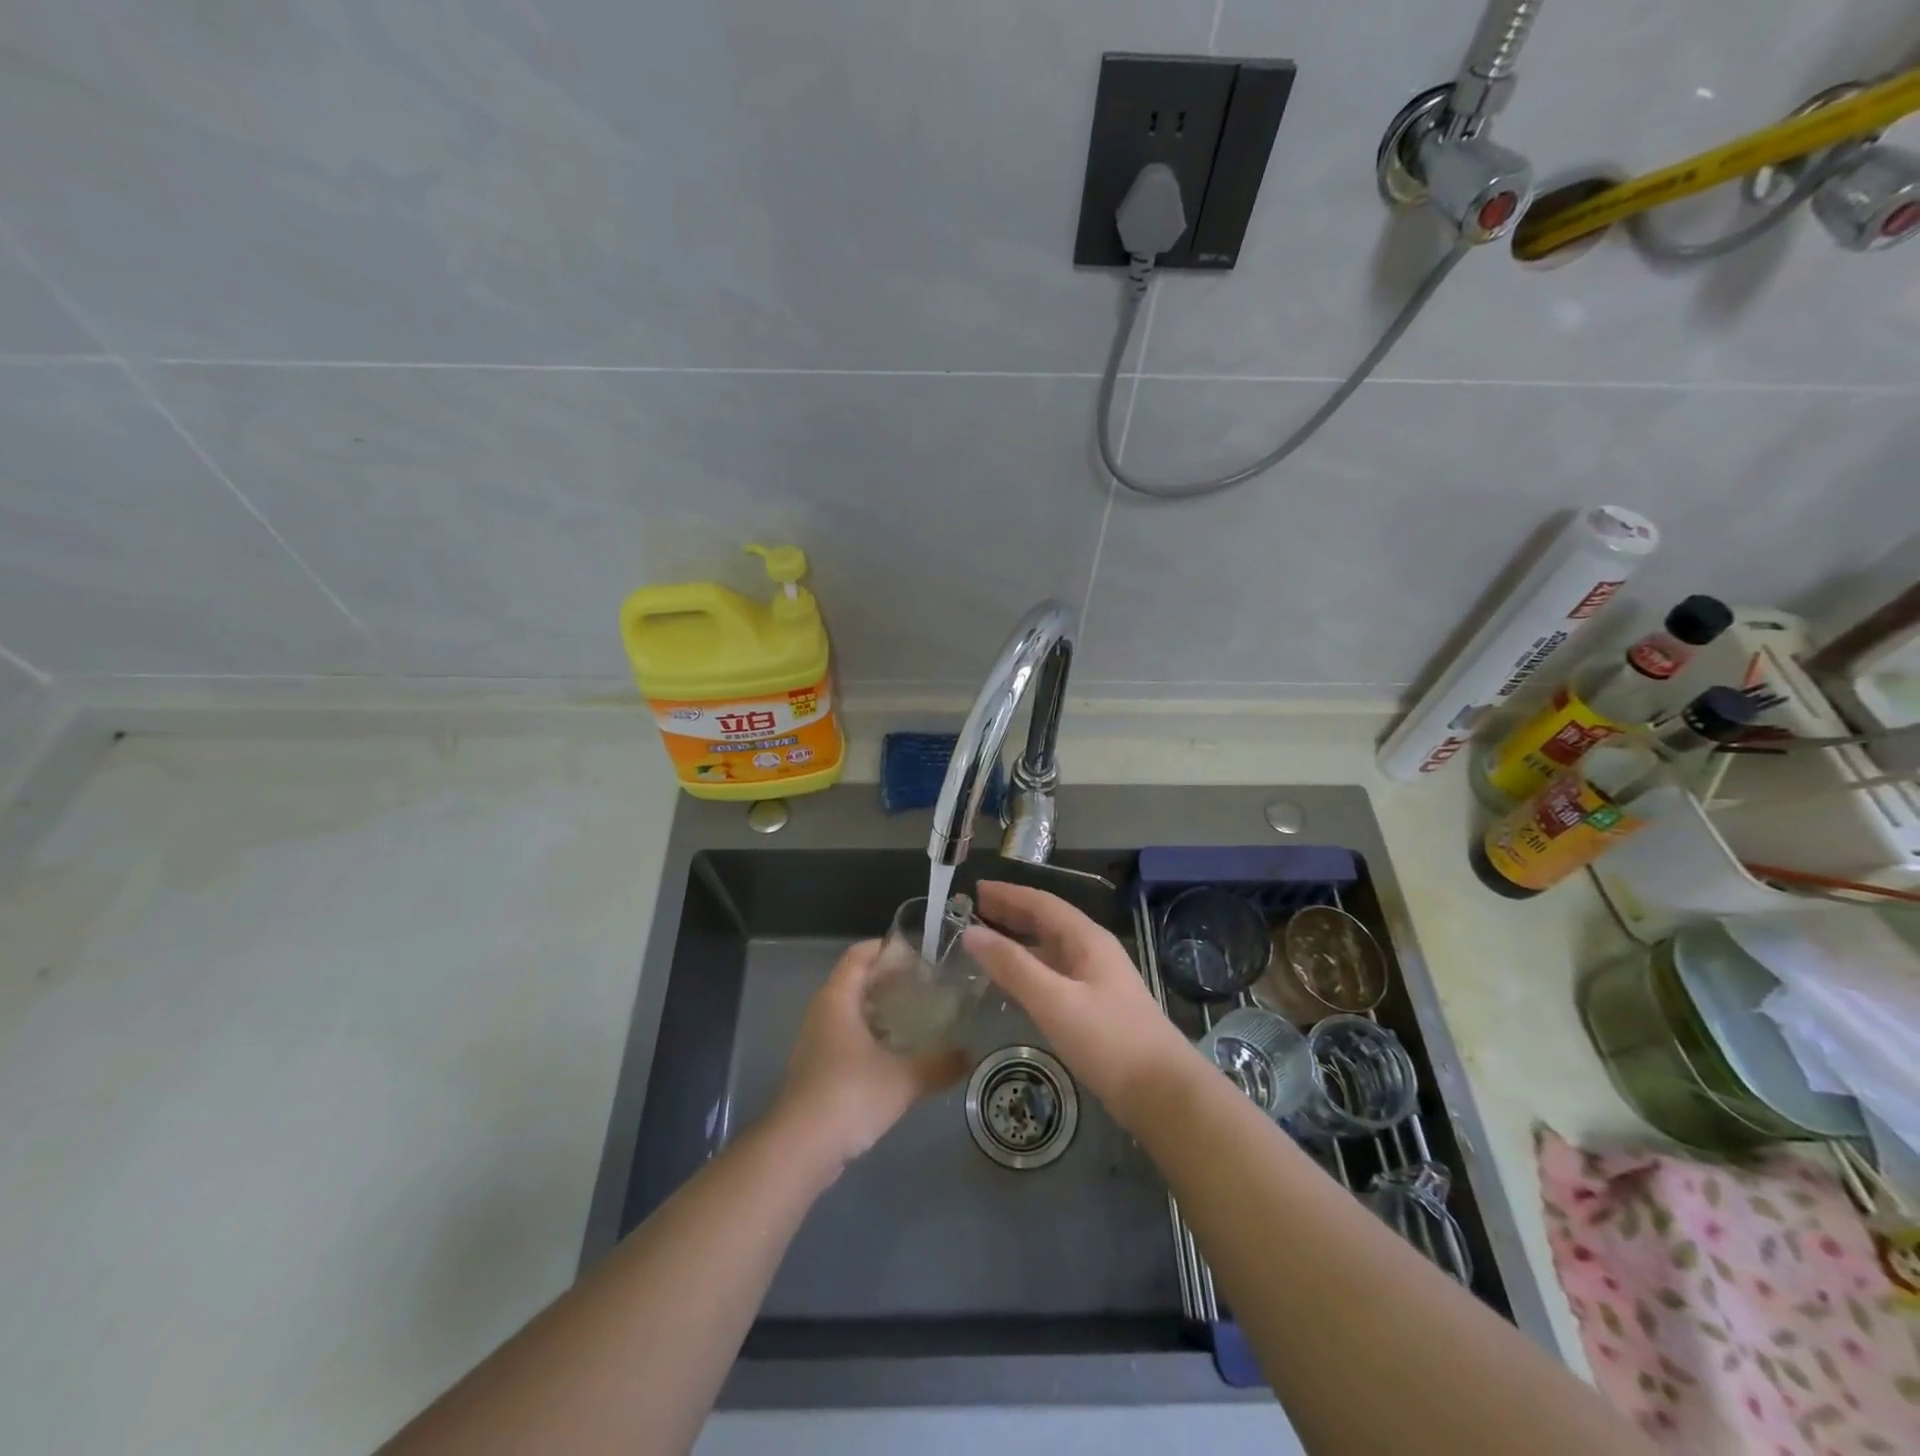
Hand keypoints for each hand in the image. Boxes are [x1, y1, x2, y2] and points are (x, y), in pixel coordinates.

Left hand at [774, 940, 967, 1172]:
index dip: (887, 949)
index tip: (920, 956)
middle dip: (890, 980)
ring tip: (918, 1017)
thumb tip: (969, 1055)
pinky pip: (847, 1037)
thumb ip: (939, 1065)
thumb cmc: (849, 1096)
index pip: (860, 955)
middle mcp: (822, 1012)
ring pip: (851, 1011)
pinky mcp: (817, 1069)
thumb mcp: (903, 1079)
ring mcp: (816, 1041)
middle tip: (927, 986)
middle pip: (856, 980)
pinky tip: (897, 1054)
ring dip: (881, 1010)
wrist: (800, 1149)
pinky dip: (871, 1036)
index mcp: (837, 998)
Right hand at [962, 881, 1199, 1132]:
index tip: (975, 888)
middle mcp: (1093, 952)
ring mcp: (1097, 981)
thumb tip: (970, 933)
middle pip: (1047, 922)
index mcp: (1088, 939)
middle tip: (974, 911)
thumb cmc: (1109, 1041)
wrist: (1163, 1093)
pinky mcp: (1096, 1008)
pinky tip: (1013, 984)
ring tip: (985, 943)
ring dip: (1019, 942)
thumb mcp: (1055, 1001)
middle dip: (1011, 913)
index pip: (1042, 903)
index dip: (1008, 893)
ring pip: (1051, 950)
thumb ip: (1012, 966)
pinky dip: (1029, 970)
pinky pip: (1054, 975)